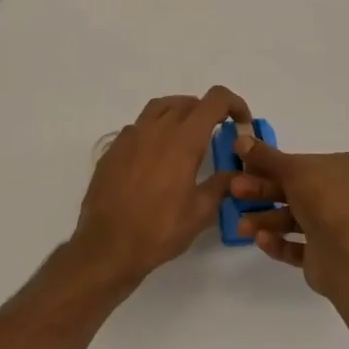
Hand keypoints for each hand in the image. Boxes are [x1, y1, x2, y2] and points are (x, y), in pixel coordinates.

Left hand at [72, 86, 250, 283]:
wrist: (107, 247)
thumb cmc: (158, 230)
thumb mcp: (200, 213)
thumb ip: (221, 185)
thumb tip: (235, 172)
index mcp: (183, 140)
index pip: (215, 100)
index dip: (234, 104)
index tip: (241, 123)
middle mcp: (157, 129)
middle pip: (188, 102)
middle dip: (208, 112)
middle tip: (217, 133)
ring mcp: (130, 137)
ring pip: (160, 108)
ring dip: (180, 113)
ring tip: (188, 136)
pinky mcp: (113, 149)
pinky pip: (138, 126)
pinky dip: (154, 129)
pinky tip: (156, 155)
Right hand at [232, 137, 348, 296]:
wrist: (345, 255)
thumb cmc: (324, 200)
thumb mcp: (291, 169)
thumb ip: (265, 156)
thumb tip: (240, 139)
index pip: (308, 161)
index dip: (275, 164)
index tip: (249, 166)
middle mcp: (348, 195)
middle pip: (298, 189)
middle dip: (264, 192)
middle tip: (236, 190)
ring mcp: (340, 226)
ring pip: (296, 218)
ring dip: (267, 219)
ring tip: (242, 226)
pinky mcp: (329, 253)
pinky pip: (299, 245)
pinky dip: (279, 242)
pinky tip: (260, 239)